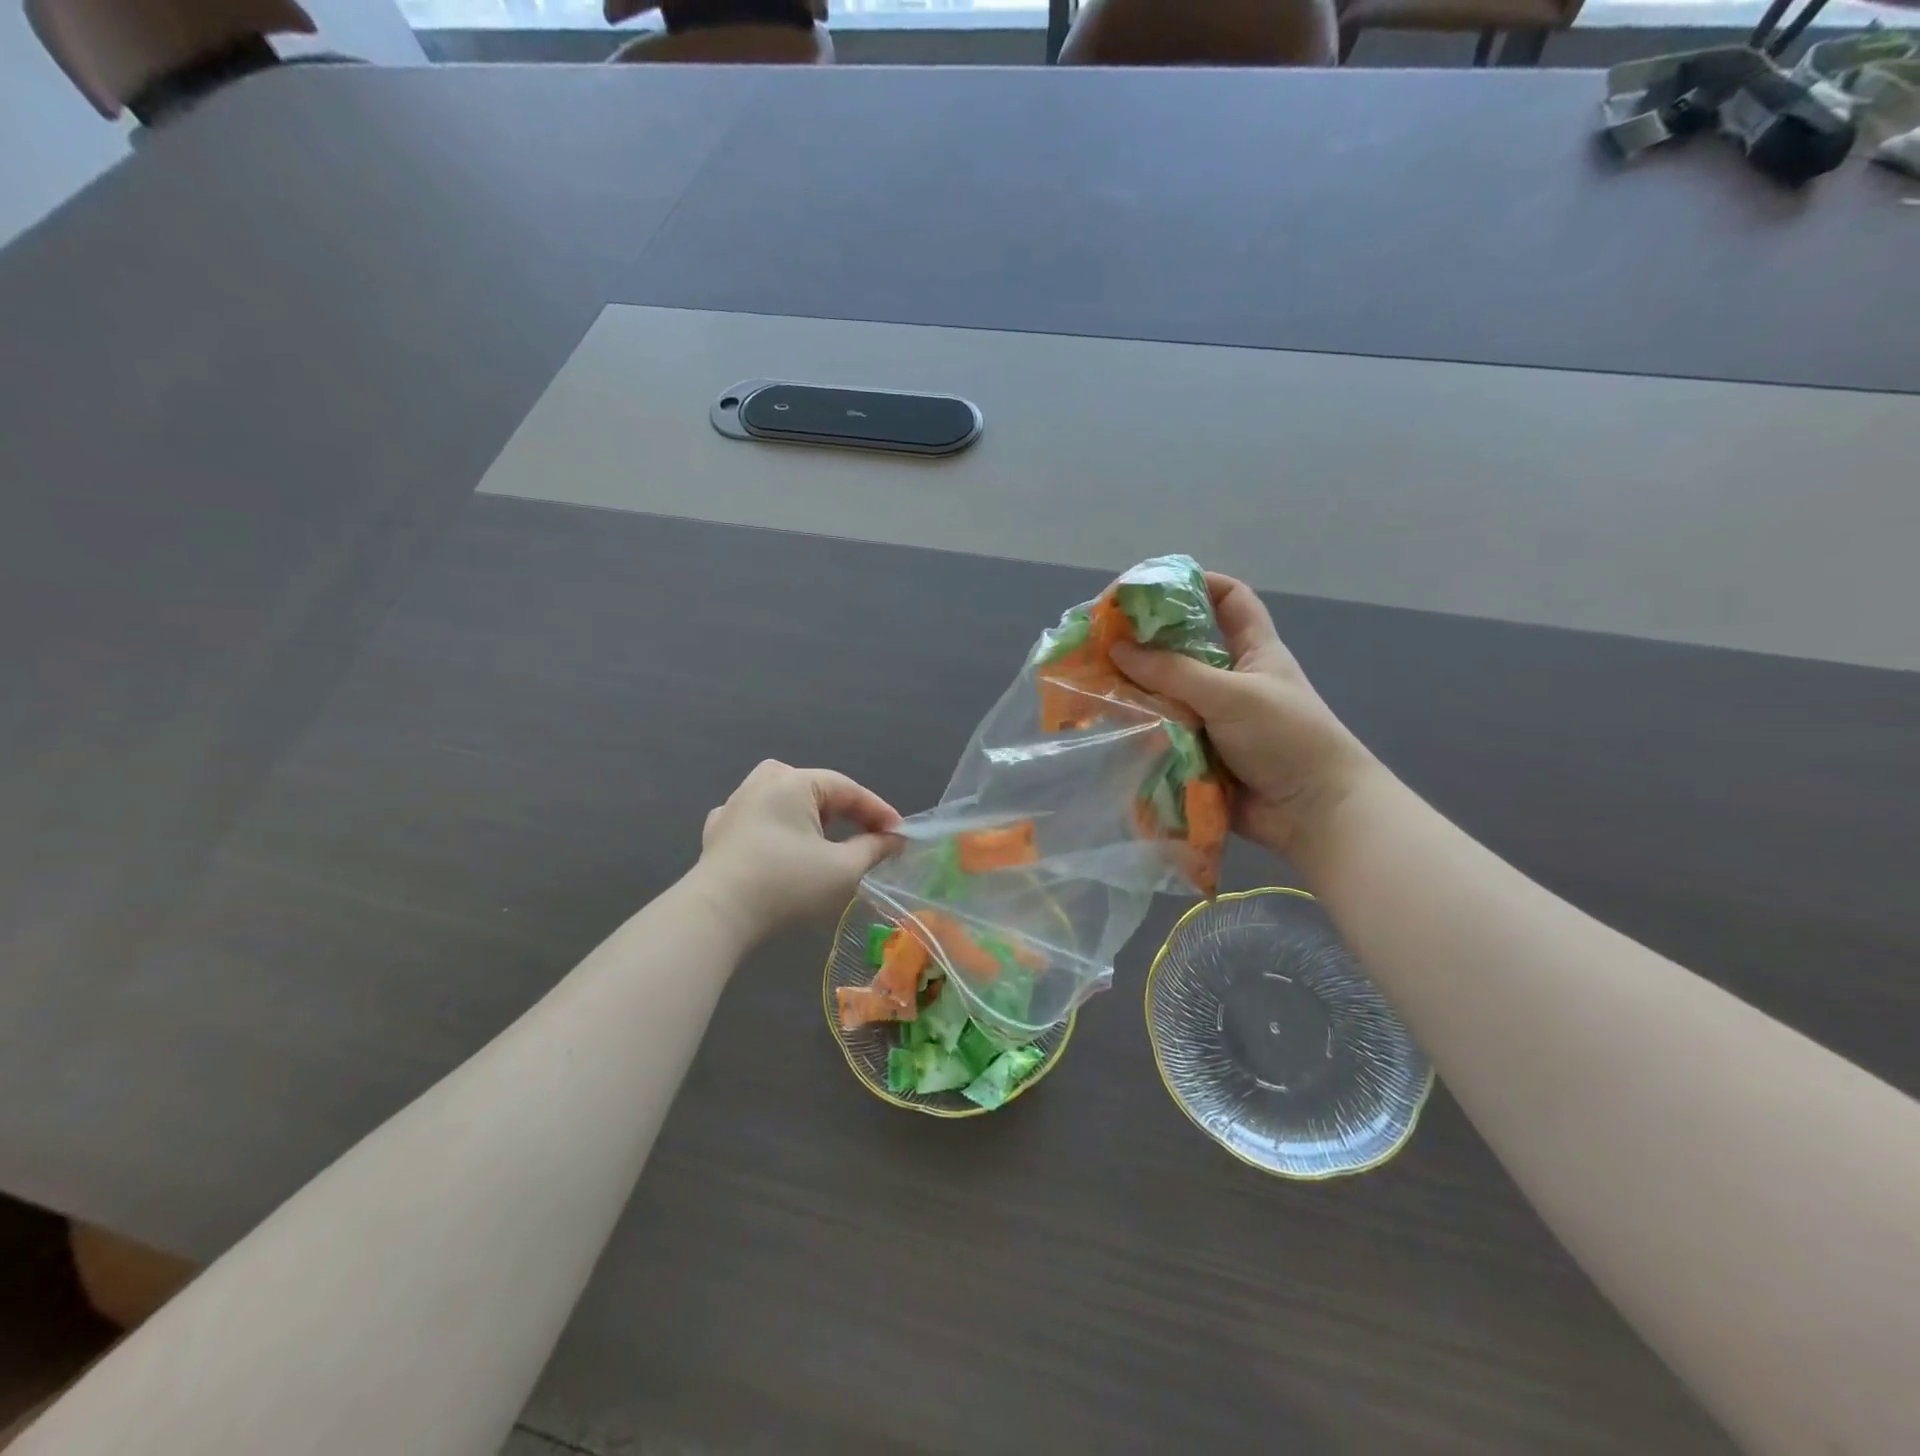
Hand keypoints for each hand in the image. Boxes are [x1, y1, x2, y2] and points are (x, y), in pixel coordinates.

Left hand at [693, 760, 903, 937]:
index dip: (878, 811)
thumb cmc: (786, 885)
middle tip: (865, 833)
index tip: (900, 835)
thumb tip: (894, 839)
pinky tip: (775, 841)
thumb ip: (874, 849)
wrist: (717, 915)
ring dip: (807, 812)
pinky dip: (772, 825)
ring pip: (780, 796)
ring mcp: (734, 805)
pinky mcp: (717, 831)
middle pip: (814, 786)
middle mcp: (761, 783)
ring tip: (824, 835)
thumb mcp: (843, 869)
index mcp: (794, 782)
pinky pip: (754, 816)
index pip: (848, 789)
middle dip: (843, 808)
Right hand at [1111, 574, 1377, 858]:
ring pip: (1166, 692)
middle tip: (1102, 637)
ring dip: (1135, 687)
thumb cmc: (1286, 737)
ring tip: (1093, 680)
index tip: (1153, 586)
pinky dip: (1138, 726)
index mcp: (1253, 650)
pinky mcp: (1199, 751)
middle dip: (1146, 640)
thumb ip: (1174, 672)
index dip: (1197, 583)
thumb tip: (1117, 648)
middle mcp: (1230, 678)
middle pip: (1183, 646)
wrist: (1313, 812)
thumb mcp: (1232, 694)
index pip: (1229, 598)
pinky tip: (1107, 722)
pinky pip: (1162, 731)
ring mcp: (1213, 717)